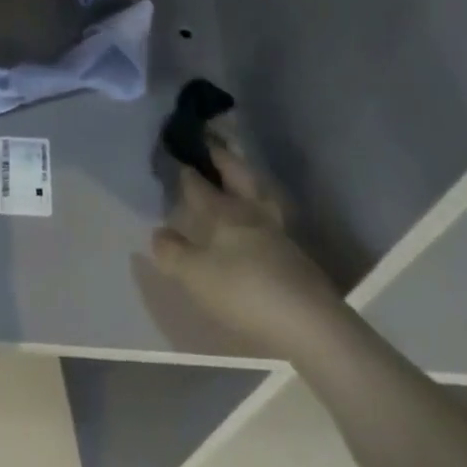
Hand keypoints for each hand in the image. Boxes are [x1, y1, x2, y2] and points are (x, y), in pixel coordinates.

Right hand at [151, 145, 348, 360]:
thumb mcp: (197, 276)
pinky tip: (257, 220)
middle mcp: (252, 212)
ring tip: (237, 175)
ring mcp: (277, 231)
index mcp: (225, 212)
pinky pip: (271, 216)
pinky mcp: (295, 254)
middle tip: (212, 144)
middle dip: (223, 158)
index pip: (201, 186)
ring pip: (259, 193)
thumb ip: (174, 253)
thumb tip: (158, 232)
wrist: (309, 321)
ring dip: (246, 179)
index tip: (179, 158)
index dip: (188, 172)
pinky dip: (259, 207)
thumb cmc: (245, 291)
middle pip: (237, 175)